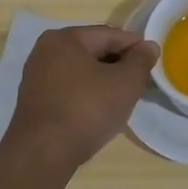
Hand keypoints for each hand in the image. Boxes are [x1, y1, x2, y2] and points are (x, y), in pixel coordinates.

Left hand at [1, 25, 158, 173]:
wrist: (43, 154)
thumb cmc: (87, 109)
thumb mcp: (125, 83)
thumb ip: (141, 60)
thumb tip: (149, 46)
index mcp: (65, 38)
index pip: (110, 34)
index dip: (135, 46)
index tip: (153, 61)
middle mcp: (45, 51)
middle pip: (93, 51)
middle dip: (119, 64)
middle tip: (140, 81)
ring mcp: (36, 77)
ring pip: (81, 71)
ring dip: (103, 80)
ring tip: (123, 97)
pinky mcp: (34, 101)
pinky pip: (68, 88)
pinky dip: (86, 94)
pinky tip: (100, 110)